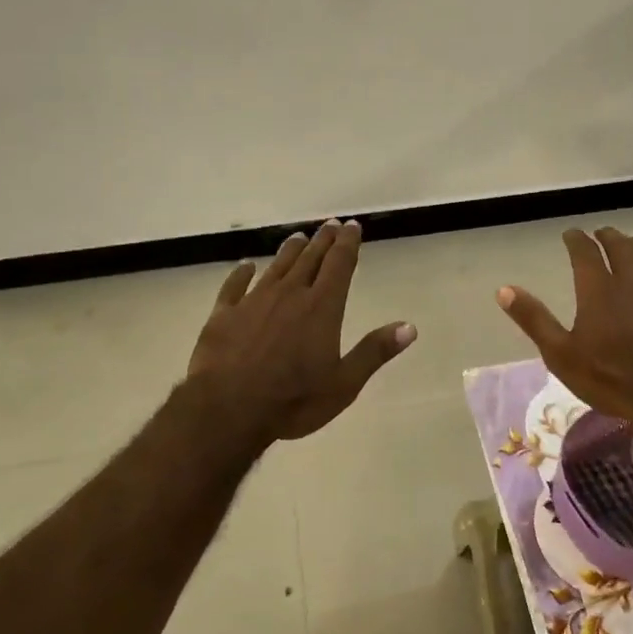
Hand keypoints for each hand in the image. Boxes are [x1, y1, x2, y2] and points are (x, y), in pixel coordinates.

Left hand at [187, 220, 415, 443]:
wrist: (229, 408)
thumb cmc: (293, 400)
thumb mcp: (344, 384)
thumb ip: (374, 352)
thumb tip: (409, 327)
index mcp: (321, 308)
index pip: (339, 265)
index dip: (347, 244)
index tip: (353, 226)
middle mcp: (289, 295)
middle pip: (309, 260)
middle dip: (322, 241)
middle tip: (330, 225)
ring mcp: (253, 301)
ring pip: (276, 267)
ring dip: (289, 251)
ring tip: (298, 237)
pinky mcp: (224, 314)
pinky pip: (234, 286)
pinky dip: (242, 273)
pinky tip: (245, 266)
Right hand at [495, 227, 632, 446]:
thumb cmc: (610, 378)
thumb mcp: (560, 354)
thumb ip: (534, 319)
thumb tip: (504, 290)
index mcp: (598, 290)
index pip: (585, 253)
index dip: (577, 240)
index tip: (571, 234)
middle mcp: (632, 283)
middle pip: (621, 248)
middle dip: (609, 237)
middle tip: (602, 234)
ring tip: (631, 244)